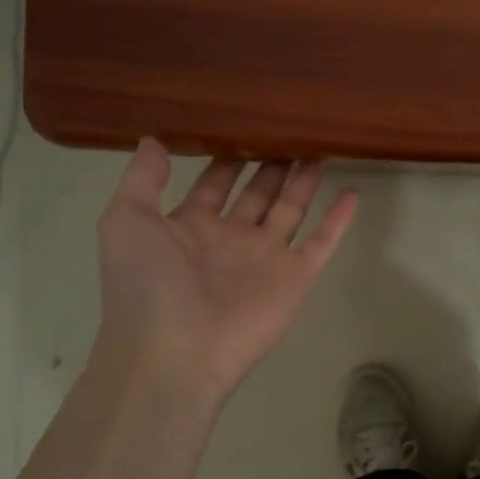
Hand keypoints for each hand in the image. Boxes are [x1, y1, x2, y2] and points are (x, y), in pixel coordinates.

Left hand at [92, 140, 358, 410]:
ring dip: (303, 184)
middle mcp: (230, 239)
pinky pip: (322, 243)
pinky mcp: (294, 279)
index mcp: (190, 227)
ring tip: (319, 150)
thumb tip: (155, 140)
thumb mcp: (126, 221)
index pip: (214, 184)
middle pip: (257, 194)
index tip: (246, 125)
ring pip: (290, 211)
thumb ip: (142, 180)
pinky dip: (338, 220)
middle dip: (272, 166)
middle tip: (291, 132)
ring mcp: (265, 260)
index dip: (228, 158)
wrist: (174, 353)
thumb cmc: (146, 284)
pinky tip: (353, 193)